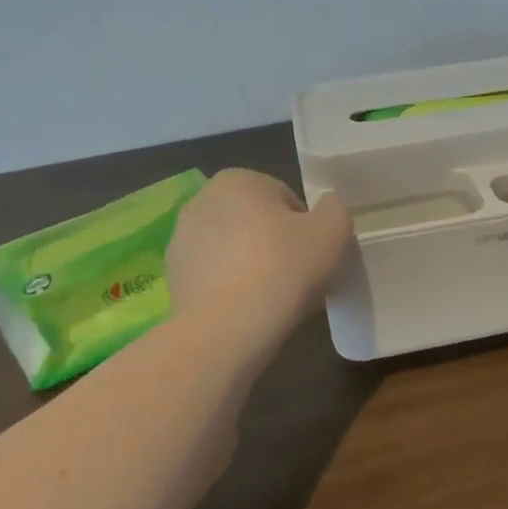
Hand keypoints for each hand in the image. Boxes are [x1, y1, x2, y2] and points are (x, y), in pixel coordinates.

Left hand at [166, 170, 352, 329]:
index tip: (314, 256)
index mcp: (238, 179)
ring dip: (253, 265)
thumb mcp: (333, 230)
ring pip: (235, 249)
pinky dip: (232, 288)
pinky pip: (215, 276)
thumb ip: (335, 208)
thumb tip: (326, 208)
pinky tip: (248, 310)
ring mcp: (181, 240)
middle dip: (277, 244)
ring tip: (273, 298)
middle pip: (257, 222)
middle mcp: (202, 200)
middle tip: (298, 277)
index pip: (287, 199)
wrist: (228, 329)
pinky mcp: (172, 277)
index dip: (308, 228)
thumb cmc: (284, 268)